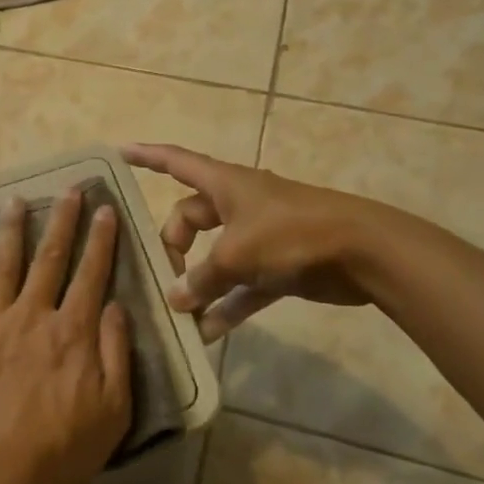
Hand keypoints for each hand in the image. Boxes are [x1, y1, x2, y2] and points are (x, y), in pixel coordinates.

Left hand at [0, 190, 132, 483]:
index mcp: (72, 332)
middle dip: (61, 221)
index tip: (105, 208)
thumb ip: (115, 353)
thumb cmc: (61, 451)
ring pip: (3, 267)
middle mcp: (33, 317)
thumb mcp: (112, 410)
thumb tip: (116, 305)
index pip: (91, 273)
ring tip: (14, 201)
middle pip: (49, 258)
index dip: (100, 239)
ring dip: (10, 231)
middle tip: (68, 189)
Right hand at [122, 143, 382, 339]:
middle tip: (163, 278)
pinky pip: (242, 284)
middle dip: (173, 246)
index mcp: (225, 184)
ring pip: (217, 257)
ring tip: (178, 314)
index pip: (176, 162)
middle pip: (191, 218)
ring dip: (200, 283)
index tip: (120, 151)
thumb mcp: (238, 254)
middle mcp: (238, 204)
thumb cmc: (291, 234)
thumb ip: (203, 277)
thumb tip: (176, 299)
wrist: (363, 251)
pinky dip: (227, 304)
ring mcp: (260, 235)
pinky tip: (209, 332)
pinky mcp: (279, 265)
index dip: (147, 156)